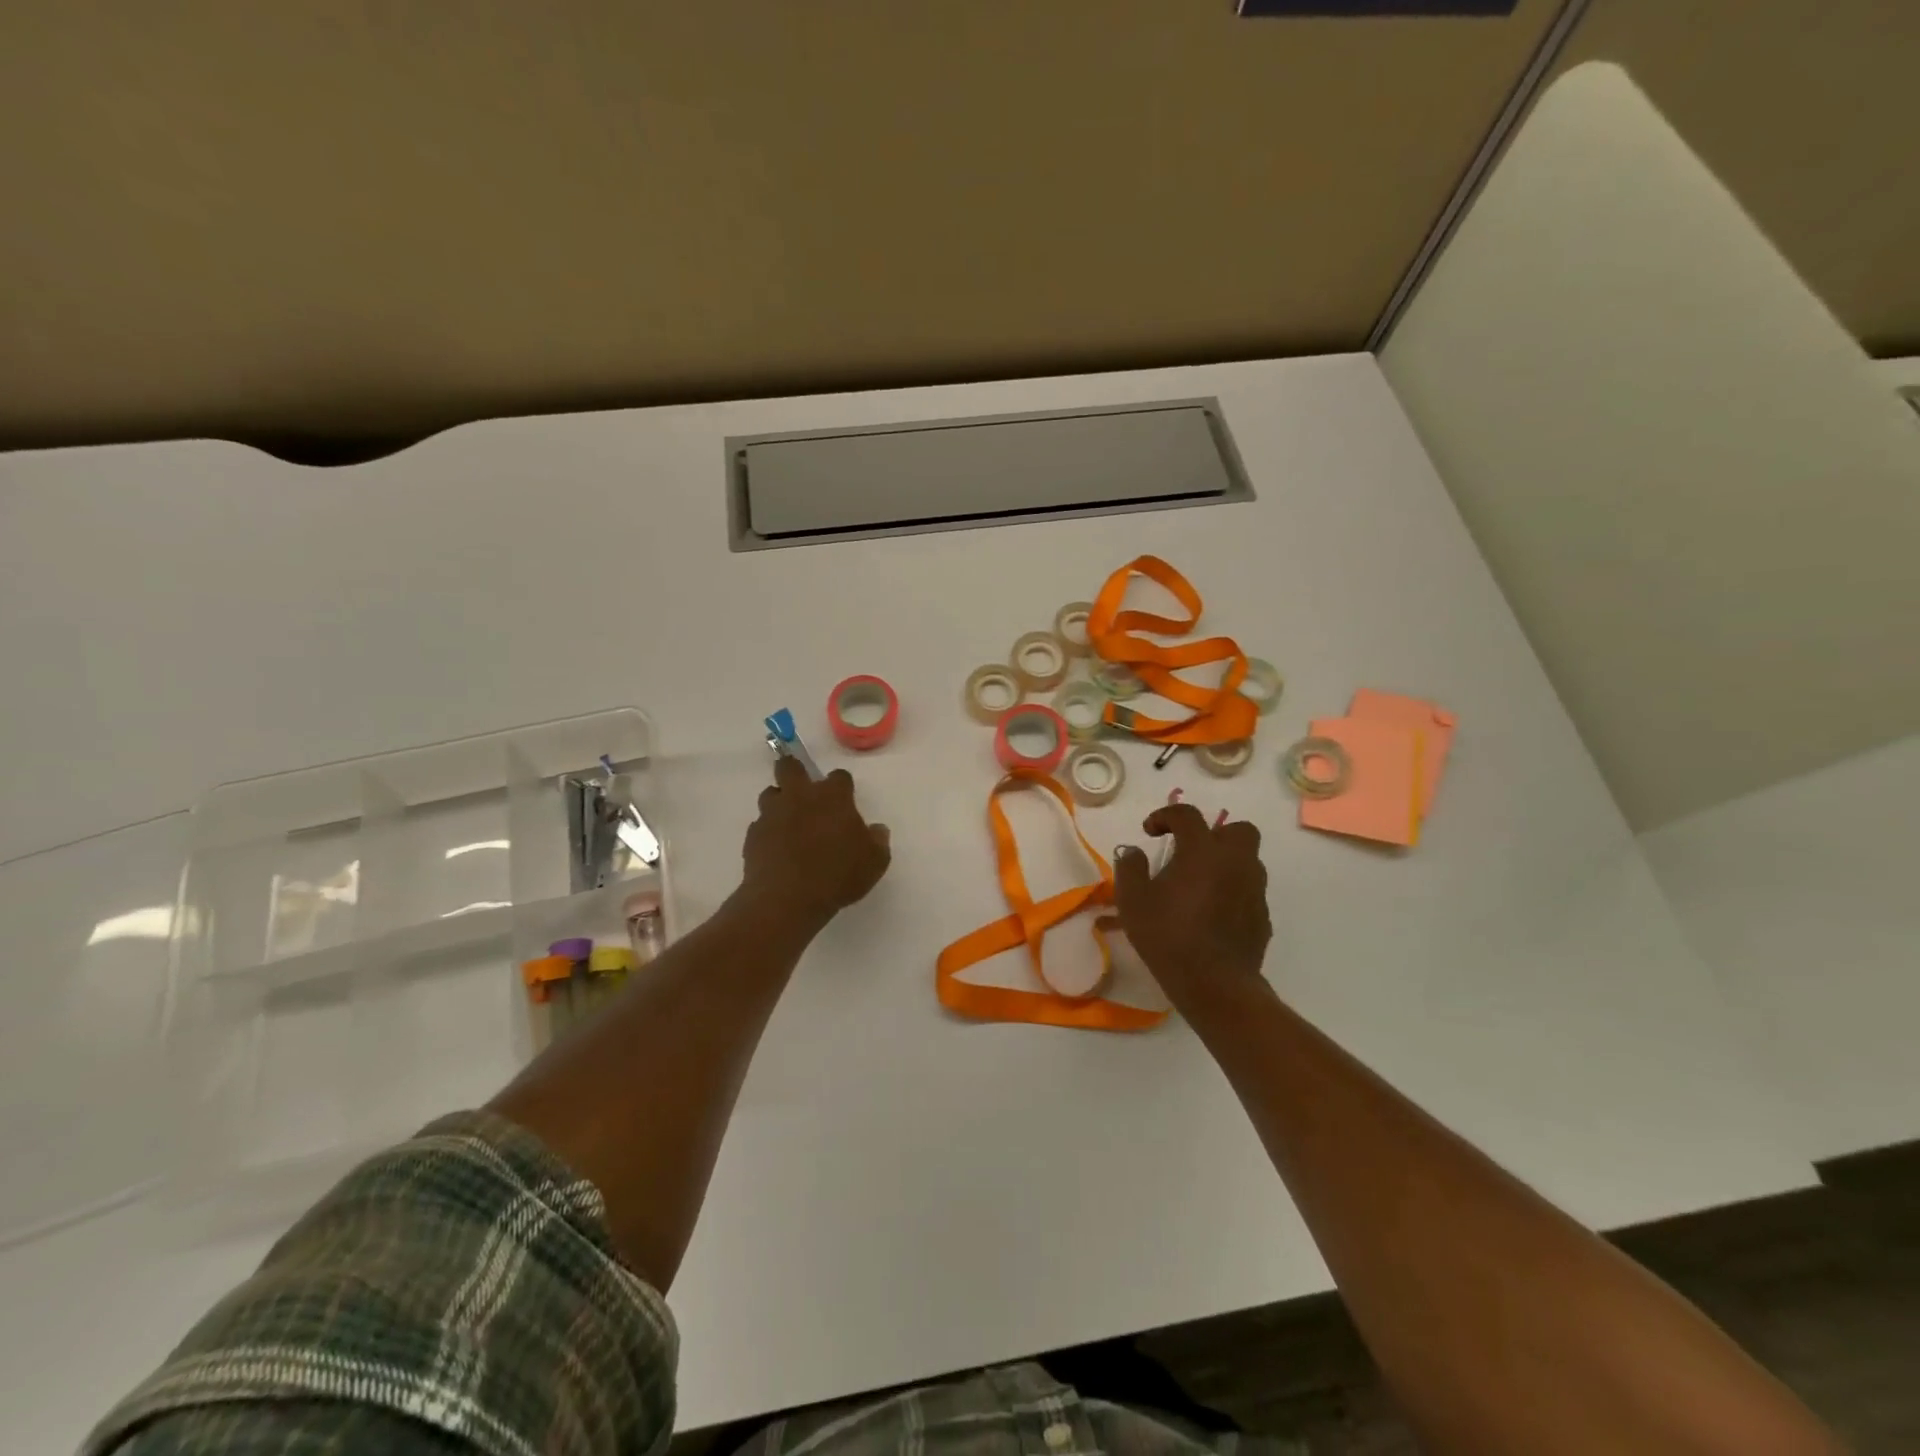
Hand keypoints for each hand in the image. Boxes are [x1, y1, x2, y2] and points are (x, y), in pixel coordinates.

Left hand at [742, 756, 891, 930]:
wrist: (787, 899)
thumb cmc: (838, 875)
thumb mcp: (874, 862)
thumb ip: (878, 841)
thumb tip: (877, 830)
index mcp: (833, 797)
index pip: (839, 776)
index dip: (841, 786)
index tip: (844, 800)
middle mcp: (800, 797)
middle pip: (790, 767)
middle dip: (795, 771)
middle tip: (803, 789)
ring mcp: (772, 814)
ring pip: (770, 793)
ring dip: (779, 801)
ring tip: (788, 821)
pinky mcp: (753, 835)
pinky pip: (760, 824)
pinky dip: (768, 831)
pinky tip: (776, 848)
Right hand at [1109, 802, 1270, 1013]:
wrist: (1215, 985)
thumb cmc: (1168, 936)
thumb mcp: (1132, 900)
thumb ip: (1130, 868)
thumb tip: (1134, 852)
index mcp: (1203, 851)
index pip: (1187, 815)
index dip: (1165, 816)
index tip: (1149, 832)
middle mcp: (1236, 862)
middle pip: (1238, 830)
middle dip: (1214, 834)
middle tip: (1189, 853)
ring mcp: (1254, 890)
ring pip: (1247, 861)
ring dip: (1224, 863)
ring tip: (1198, 886)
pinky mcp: (1262, 918)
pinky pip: (1248, 892)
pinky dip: (1232, 892)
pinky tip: (1211, 914)